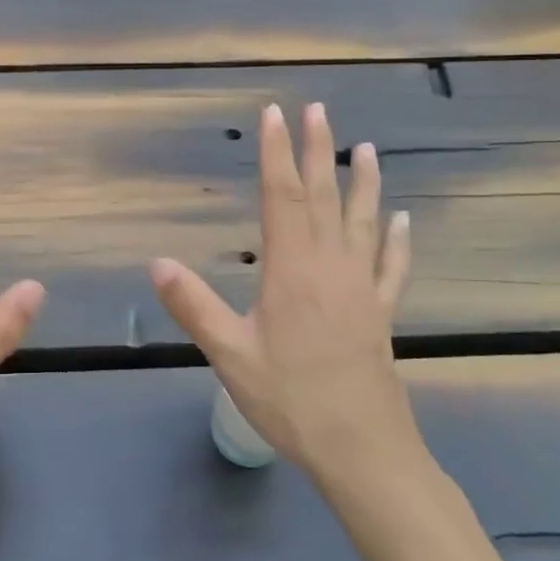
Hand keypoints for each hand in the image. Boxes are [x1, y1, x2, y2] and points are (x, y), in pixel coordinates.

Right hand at [150, 103, 426, 495]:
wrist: (362, 451)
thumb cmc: (290, 400)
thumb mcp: (230, 354)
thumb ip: (193, 306)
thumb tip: (157, 263)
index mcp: (292, 270)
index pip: (282, 197)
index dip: (276, 153)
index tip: (275, 114)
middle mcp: (331, 267)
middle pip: (324, 197)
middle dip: (317, 150)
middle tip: (317, 109)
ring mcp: (362, 289)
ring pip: (363, 222)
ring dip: (363, 182)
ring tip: (365, 148)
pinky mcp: (381, 313)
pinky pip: (391, 266)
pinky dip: (396, 240)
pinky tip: (402, 221)